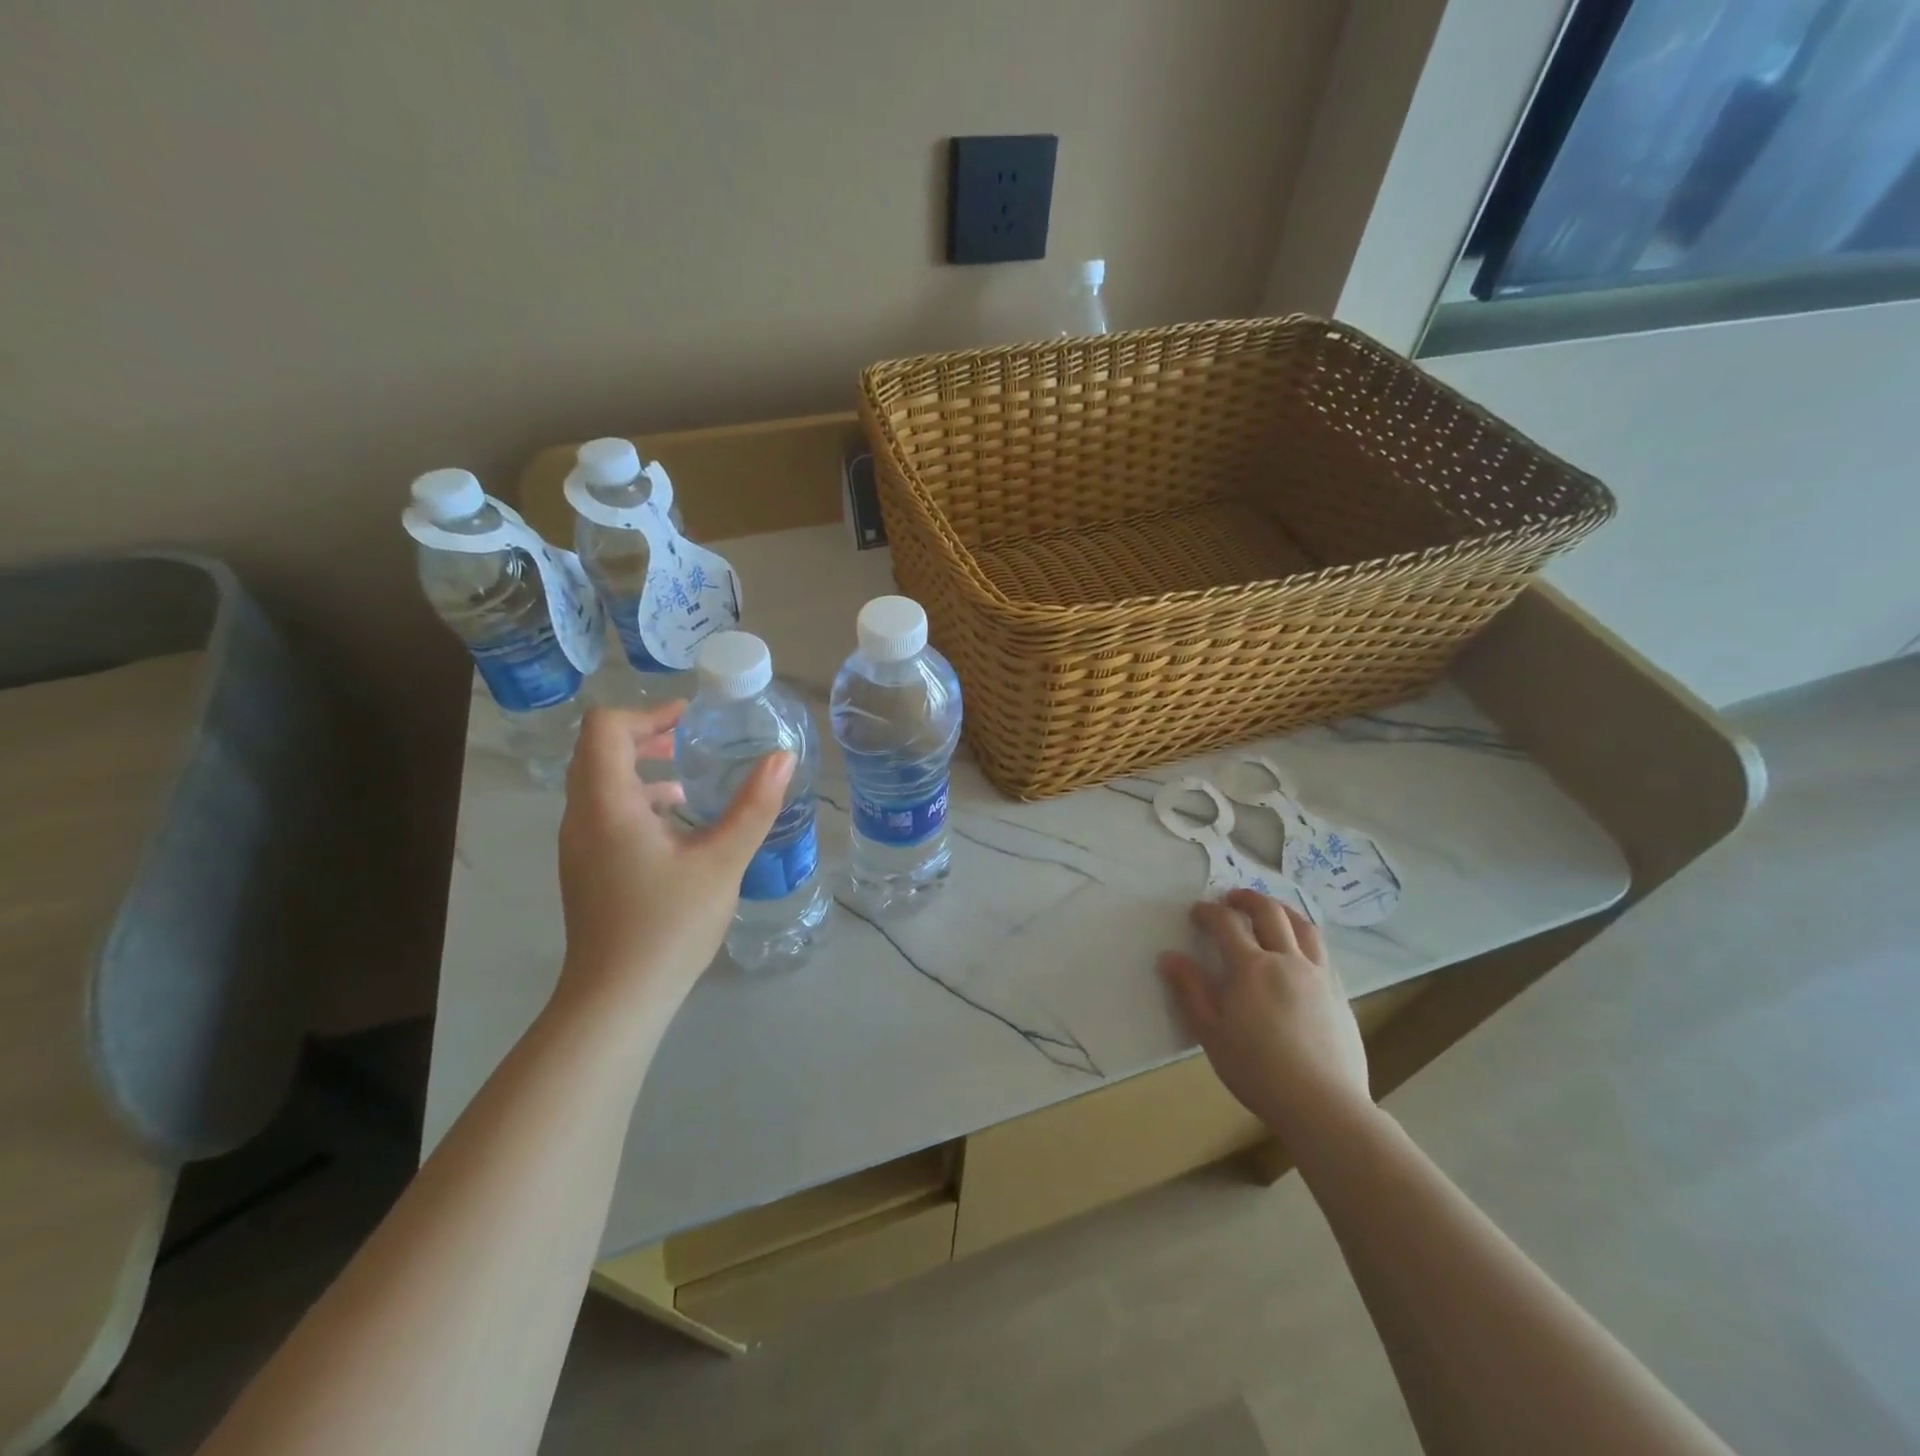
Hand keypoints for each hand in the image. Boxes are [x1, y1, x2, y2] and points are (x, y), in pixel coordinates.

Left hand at [555, 705, 793, 1020]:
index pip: (604, 728)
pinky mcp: (586, 868)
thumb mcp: (722, 861)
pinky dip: (635, 799)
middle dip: (644, 735)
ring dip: (639, 768)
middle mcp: (581, 817)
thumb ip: (754, 806)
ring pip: (598, 783)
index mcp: (607, 804)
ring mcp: (578, 845)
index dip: (647, 712)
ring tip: (686, 778)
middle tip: (690, 739)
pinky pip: (603, 812)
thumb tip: (783, 757)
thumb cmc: (669, 925)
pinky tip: (676, 825)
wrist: (617, 999)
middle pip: (598, 751)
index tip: (690, 719)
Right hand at [1158, 889, 1371, 1138]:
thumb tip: (1169, 957)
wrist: (1324, 1105)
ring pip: (1303, 926)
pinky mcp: (1339, 994)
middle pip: (1269, 913)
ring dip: (1282, 909)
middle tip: (1232, 898)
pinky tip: (1299, 950)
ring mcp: (1318, 975)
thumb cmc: (1258, 1071)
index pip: (1226, 923)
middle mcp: (1287, 961)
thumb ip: (1190, 991)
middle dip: (1247, 899)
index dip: (1208, 912)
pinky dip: (1305, 936)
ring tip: (1270, 911)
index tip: (1197, 911)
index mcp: (1251, 968)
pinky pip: (1322, 951)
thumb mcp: (1211, 1033)